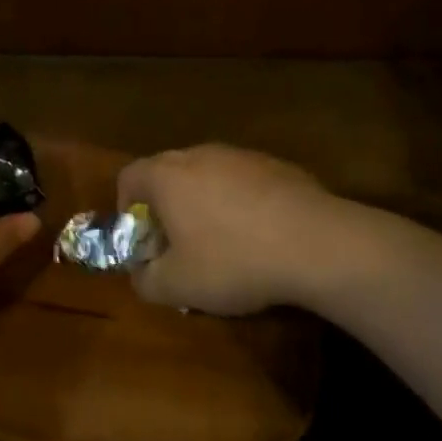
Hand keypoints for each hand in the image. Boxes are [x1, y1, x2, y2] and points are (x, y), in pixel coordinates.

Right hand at [117, 145, 339, 315]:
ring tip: (222, 243)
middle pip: (167, 172)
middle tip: (178, 245)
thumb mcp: (178, 286)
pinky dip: (240, 202)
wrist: (314, 242)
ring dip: (204, 203)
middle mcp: (198, 154)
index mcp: (166, 175)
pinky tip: (260, 236)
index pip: (129, 176)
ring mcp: (239, 155)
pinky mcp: (274, 164)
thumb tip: (141, 274)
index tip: (143, 240)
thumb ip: (146, 281)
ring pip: (207, 174)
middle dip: (166, 207)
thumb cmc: (233, 260)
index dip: (127, 208)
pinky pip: (243, 181)